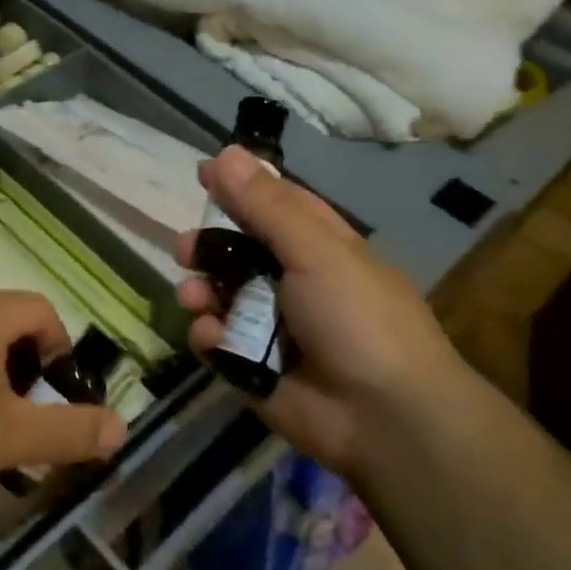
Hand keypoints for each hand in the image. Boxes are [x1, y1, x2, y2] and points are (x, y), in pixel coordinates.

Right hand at [174, 146, 464, 473]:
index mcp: (320, 247)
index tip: (202, 173)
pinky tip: (212, 337)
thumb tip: (227, 151)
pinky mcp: (254, 368)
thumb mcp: (315, 250)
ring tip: (193, 296)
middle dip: (209, 248)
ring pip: (222, 297)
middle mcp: (296, 282)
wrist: (384, 417)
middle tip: (186, 249)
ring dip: (202, 291)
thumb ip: (265, 205)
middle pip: (240, 253)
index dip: (241, 188)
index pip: (275, 205)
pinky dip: (209, 336)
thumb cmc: (356, 318)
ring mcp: (273, 328)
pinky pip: (218, 342)